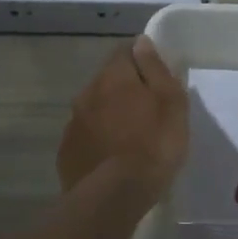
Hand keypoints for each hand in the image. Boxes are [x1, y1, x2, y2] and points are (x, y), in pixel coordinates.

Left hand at [57, 37, 188, 200]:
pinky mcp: (67, 151)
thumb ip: (155, 69)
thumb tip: (142, 42)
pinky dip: (99, 138)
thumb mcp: (170, 102)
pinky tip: (113, 156)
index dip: (141, 58)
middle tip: (148, 108)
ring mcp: (73, 124)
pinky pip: (86, 135)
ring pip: (94, 108)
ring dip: (110, 114)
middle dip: (125, 87)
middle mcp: (87, 93)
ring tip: (131, 135)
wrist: (114, 196)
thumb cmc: (154, 144)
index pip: (124, 51)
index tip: (156, 75)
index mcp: (114, 77)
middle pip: (107, 80)